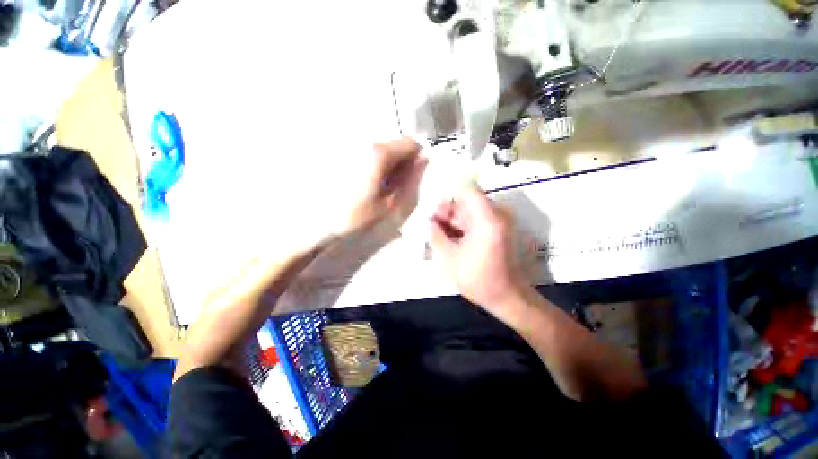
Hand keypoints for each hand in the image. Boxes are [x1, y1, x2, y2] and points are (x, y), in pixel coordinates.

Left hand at [334, 138, 426, 238]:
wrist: (316, 221)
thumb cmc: (356, 215)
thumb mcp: (390, 203)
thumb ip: (410, 181)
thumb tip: (424, 161)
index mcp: (379, 154)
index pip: (410, 143)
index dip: (417, 160)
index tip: (412, 178)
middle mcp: (365, 143)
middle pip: (395, 146)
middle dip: (401, 164)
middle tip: (395, 188)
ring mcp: (351, 146)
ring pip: (381, 151)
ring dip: (387, 167)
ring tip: (378, 189)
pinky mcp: (341, 153)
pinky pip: (367, 156)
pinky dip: (373, 167)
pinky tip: (365, 185)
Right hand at [429, 184, 528, 315]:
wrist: (508, 297)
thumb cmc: (478, 280)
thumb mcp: (449, 259)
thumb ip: (436, 236)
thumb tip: (429, 221)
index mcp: (487, 220)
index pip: (467, 191)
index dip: (448, 199)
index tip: (436, 215)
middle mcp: (497, 216)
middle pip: (467, 201)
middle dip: (448, 212)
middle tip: (433, 227)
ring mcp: (499, 223)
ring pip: (470, 211)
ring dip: (453, 220)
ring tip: (439, 235)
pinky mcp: (497, 231)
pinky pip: (476, 221)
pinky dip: (462, 227)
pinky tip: (451, 240)